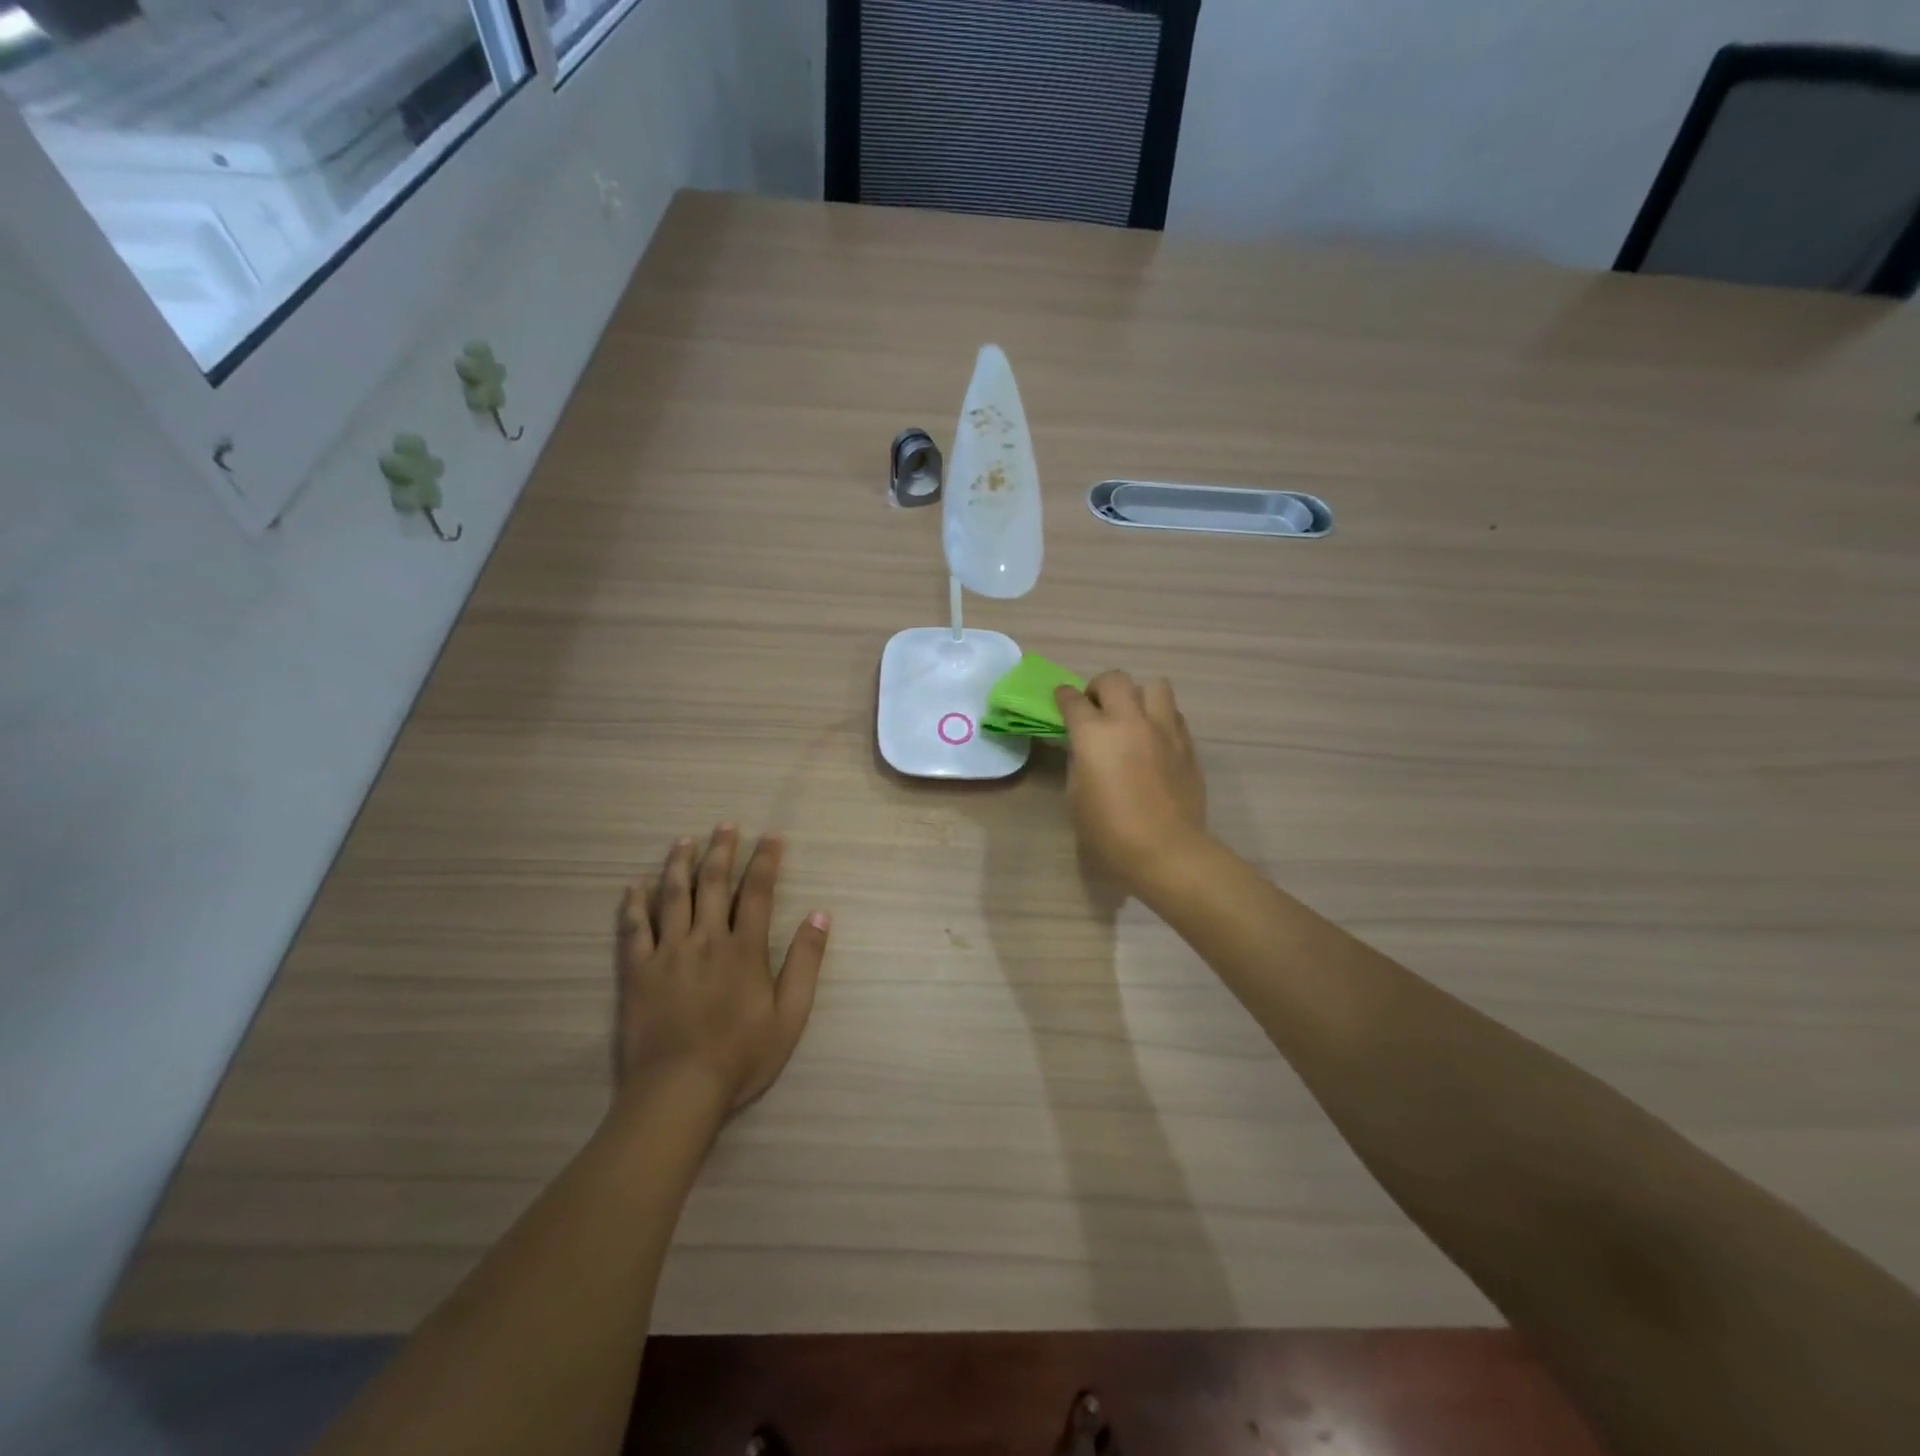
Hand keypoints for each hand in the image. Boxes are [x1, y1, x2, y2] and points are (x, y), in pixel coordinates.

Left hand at [615, 826, 829, 1115]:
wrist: (679, 1090)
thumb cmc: (742, 1056)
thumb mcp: (790, 1014)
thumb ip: (806, 962)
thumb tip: (820, 915)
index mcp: (745, 948)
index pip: (758, 892)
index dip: (765, 861)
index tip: (771, 837)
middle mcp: (707, 939)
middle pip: (713, 884)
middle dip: (722, 850)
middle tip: (726, 825)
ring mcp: (668, 953)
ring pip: (672, 897)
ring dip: (679, 865)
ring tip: (684, 841)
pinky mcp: (638, 972)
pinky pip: (634, 929)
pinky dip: (634, 904)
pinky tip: (634, 885)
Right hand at [1054, 672, 1207, 887]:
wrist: (1166, 849)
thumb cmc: (1109, 831)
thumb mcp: (1076, 796)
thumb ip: (1079, 762)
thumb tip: (1085, 748)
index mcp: (1094, 734)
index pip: (1073, 700)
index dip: (1063, 697)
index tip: (1061, 699)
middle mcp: (1129, 721)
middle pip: (1115, 679)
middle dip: (1100, 687)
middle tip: (1096, 707)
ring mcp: (1163, 730)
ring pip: (1154, 686)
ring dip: (1138, 696)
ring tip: (1133, 717)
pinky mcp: (1187, 745)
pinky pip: (1174, 715)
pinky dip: (1161, 718)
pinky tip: (1155, 739)